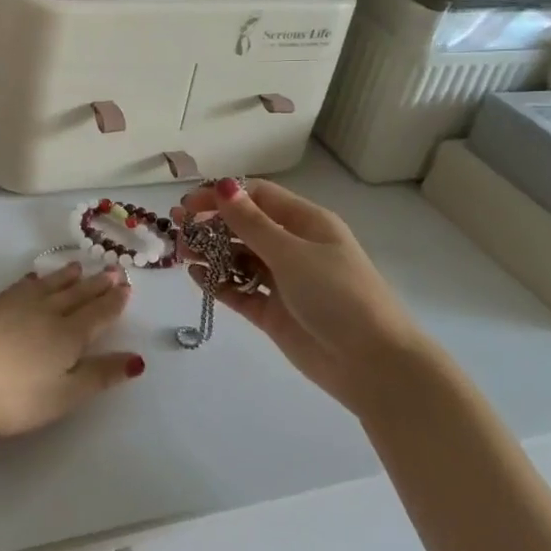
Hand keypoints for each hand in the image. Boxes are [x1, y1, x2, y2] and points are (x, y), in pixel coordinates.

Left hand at [0, 262, 140, 436]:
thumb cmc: (9, 394)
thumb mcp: (61, 395)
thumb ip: (97, 377)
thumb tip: (136, 360)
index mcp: (68, 337)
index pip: (97, 316)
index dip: (113, 303)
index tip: (126, 287)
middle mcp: (46, 314)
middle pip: (76, 296)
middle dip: (96, 285)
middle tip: (112, 270)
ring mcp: (15, 305)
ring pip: (50, 286)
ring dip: (67, 277)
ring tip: (79, 266)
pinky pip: (22, 285)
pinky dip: (35, 280)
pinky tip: (33, 278)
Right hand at [174, 178, 427, 406]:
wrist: (373, 365)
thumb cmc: (339, 296)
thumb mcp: (292, 253)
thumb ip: (252, 223)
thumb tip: (225, 185)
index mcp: (307, 223)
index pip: (258, 197)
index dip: (223, 196)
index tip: (189, 203)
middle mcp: (294, 248)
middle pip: (245, 227)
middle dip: (210, 224)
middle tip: (177, 227)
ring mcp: (283, 281)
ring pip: (238, 258)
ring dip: (209, 252)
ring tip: (180, 252)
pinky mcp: (274, 313)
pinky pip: (239, 290)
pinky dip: (218, 282)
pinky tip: (195, 276)